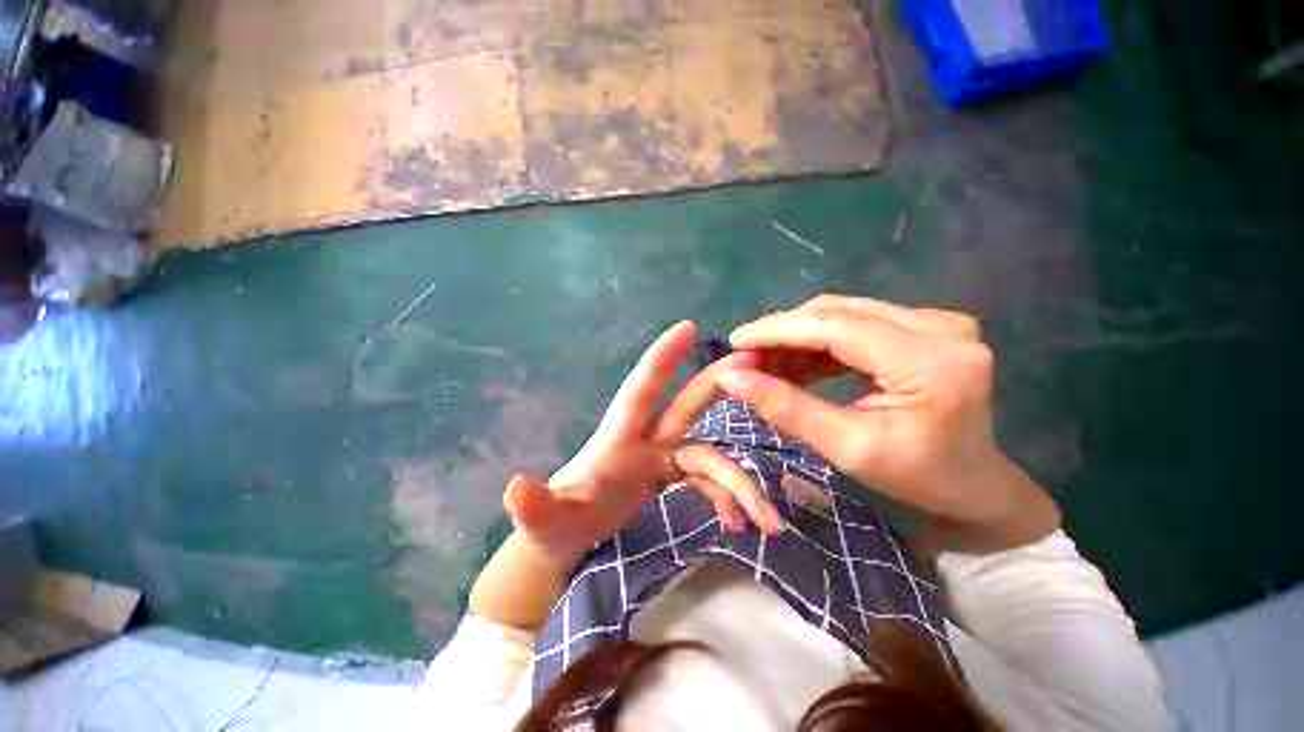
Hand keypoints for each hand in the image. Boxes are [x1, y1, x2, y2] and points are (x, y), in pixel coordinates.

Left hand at [504, 322, 783, 565]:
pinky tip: (738, 524)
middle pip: (686, 405)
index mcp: (617, 439)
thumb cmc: (554, 524)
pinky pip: (707, 481)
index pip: (640, 389)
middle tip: (758, 365)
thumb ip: (533, 506)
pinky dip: (726, 498)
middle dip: (716, 383)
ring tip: (767, 519)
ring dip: (738, 484)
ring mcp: (659, 458)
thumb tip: (517, 487)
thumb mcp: (543, 520)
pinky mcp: (668, 477)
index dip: (662, 358)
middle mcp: (644, 441)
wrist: (567, 543)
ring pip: (709, 456)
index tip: (687, 326)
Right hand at [717, 295, 1058, 551]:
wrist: (973, 483)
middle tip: (746, 358)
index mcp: (931, 362)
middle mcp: (940, 326)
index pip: (836, 326)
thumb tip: (730, 377)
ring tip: (764, 363)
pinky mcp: (924, 326)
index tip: (736, 341)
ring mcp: (935, 321)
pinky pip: (855, 323)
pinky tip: (794, 362)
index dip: (778, 330)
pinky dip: (818, 342)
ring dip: (798, 337)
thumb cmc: (916, 477)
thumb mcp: (845, 448)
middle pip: (837, 312)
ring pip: (842, 314)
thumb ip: (785, 408)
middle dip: (783, 333)